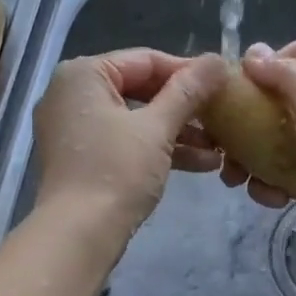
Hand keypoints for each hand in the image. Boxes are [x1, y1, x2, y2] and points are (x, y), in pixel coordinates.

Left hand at [33, 49, 227, 235]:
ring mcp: (74, 128)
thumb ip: (189, 91)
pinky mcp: (81, 158)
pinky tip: (200, 165)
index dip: (189, 72)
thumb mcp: (158, 128)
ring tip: (220, 147)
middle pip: (141, 89)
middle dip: (185, 107)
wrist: (78, 235)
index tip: (224, 84)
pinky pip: (124, 141)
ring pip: (135, 119)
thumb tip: (218, 60)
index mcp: (84, 74)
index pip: (146, 60)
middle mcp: (72, 93)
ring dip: (178, 132)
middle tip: (222, 116)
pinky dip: (157, 149)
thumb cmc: (117, 172)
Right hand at [219, 40, 295, 271]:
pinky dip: (269, 188)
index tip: (241, 84)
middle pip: (273, 103)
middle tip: (221, 140)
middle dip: (243, 121)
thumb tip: (253, 52)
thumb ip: (286, 76)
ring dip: (248, 160)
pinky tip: (271, 199)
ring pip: (269, 145)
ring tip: (235, 179)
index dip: (268, 62)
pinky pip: (279, 180)